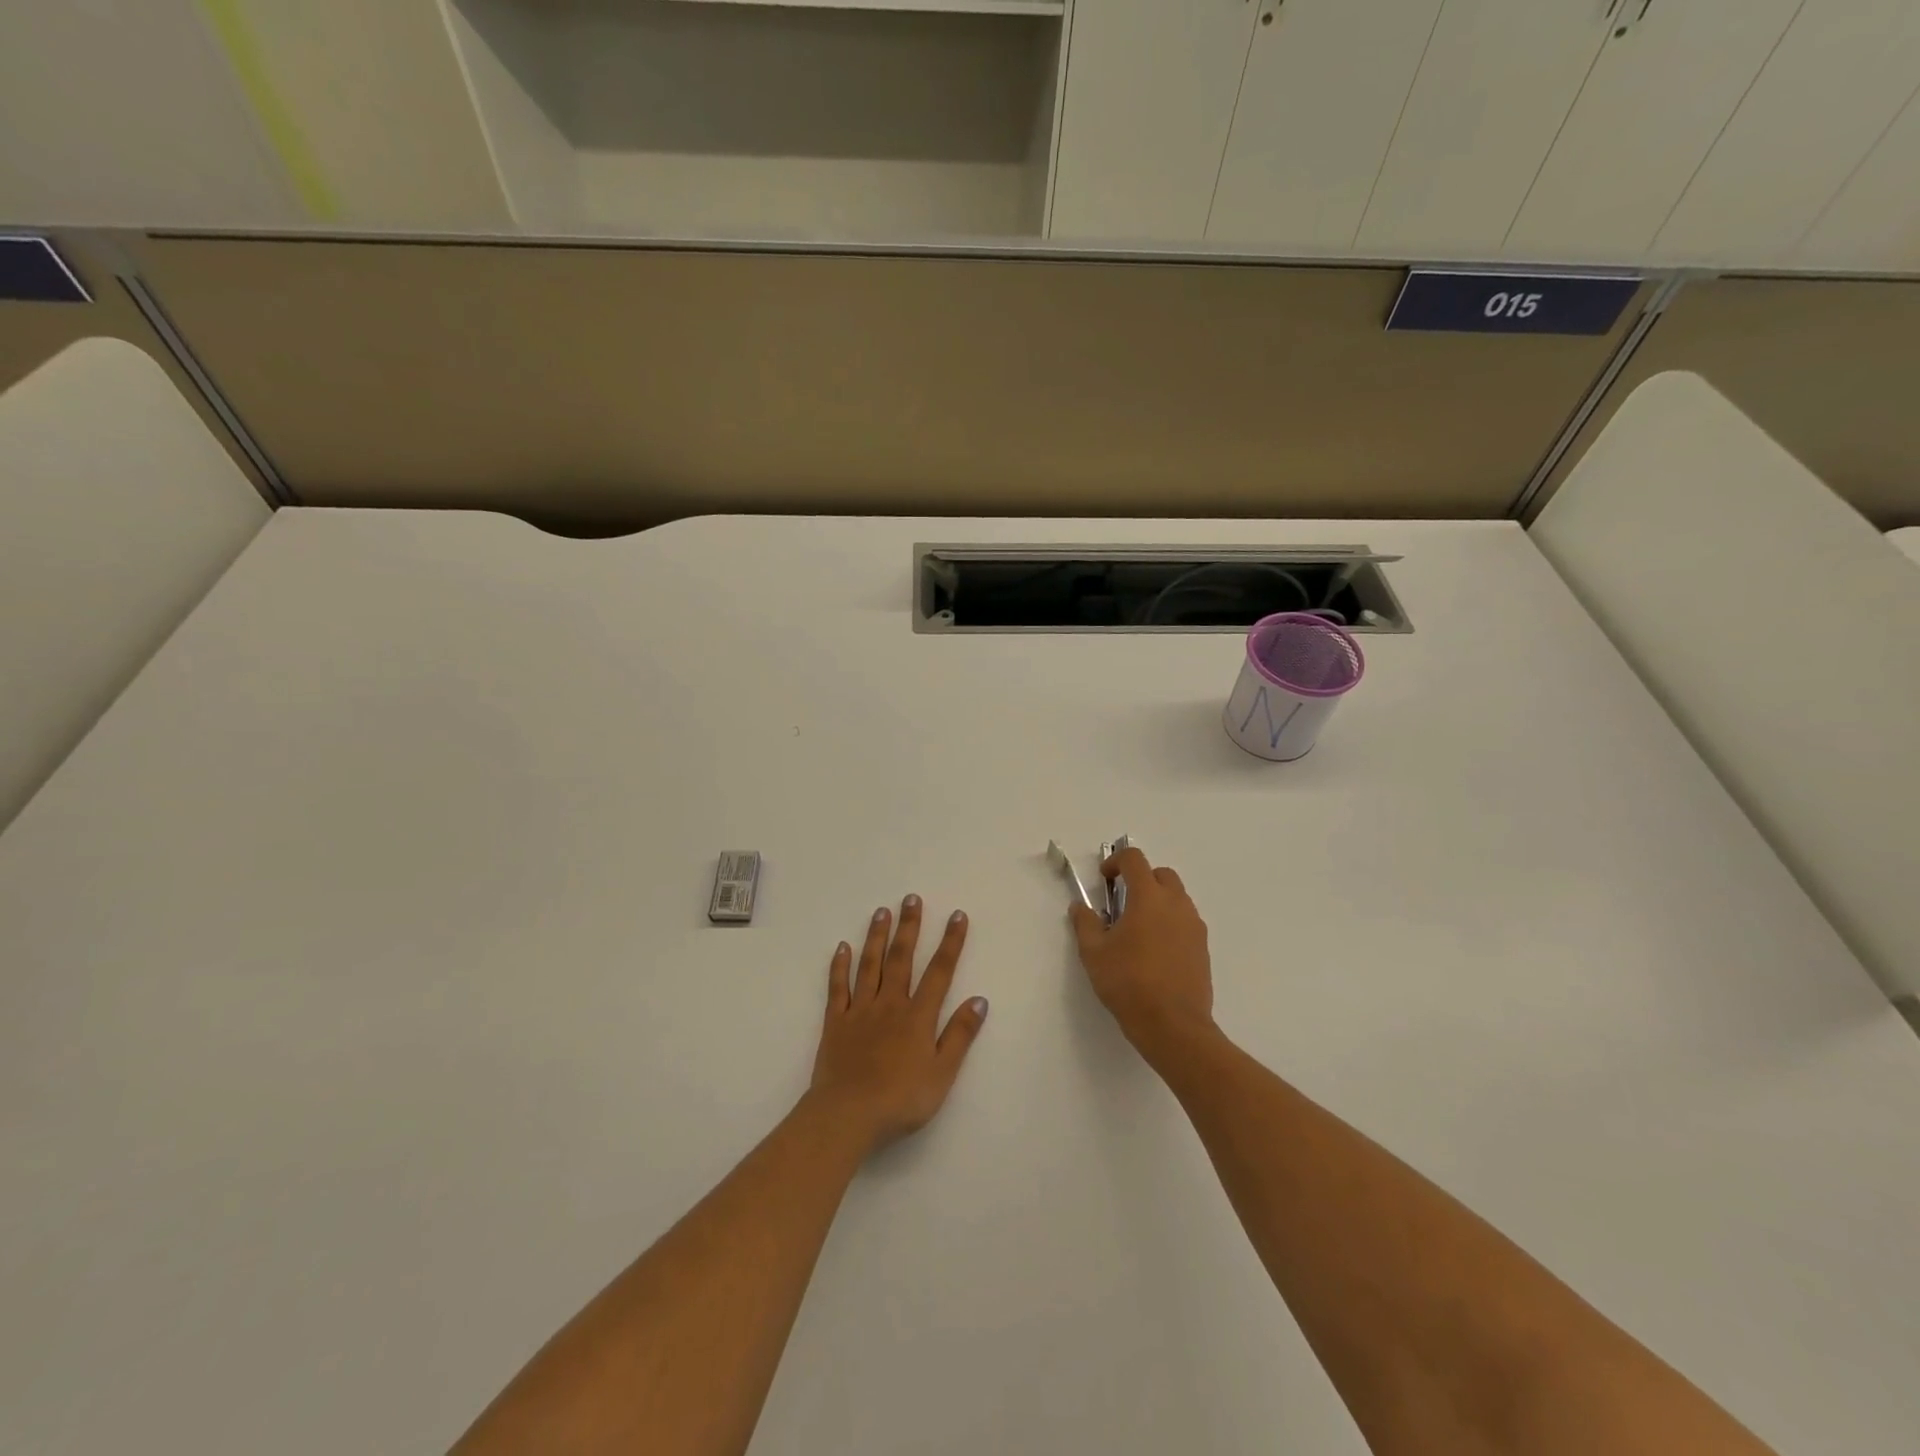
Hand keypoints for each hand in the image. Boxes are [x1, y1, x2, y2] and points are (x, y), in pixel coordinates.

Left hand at [809, 896, 988, 1154]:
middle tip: (911, 898)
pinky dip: (840, 965)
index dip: (950, 942)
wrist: (847, 1115)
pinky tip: (842, 947)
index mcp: (918, 1016)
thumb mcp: (942, 1074)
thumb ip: (960, 1035)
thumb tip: (979, 1000)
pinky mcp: (835, 1022)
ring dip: (877, 936)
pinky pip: (838, 987)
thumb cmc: (901, 1099)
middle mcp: (890, 1004)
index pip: (939, 971)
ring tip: (881, 911)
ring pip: (869, 964)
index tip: (956, 915)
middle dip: (909, 927)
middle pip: (901, 958)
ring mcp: (859, 1010)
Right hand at [1069, 848, 1215, 1064]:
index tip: (1104, 879)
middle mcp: (1176, 904)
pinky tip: (1154, 951)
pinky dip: (1170, 923)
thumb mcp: (1094, 953)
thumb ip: (1085, 924)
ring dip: (1157, 901)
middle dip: (1141, 879)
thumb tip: (1080, 907)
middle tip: (1122, 902)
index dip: (1116, 861)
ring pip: (1177, 898)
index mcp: (1149, 898)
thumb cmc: (1128, 983)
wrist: (1173, 1025)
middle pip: (1161, 874)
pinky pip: (1185, 922)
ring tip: (1137, 930)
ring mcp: (1194, 926)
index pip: (1135, 859)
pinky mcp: (1203, 948)